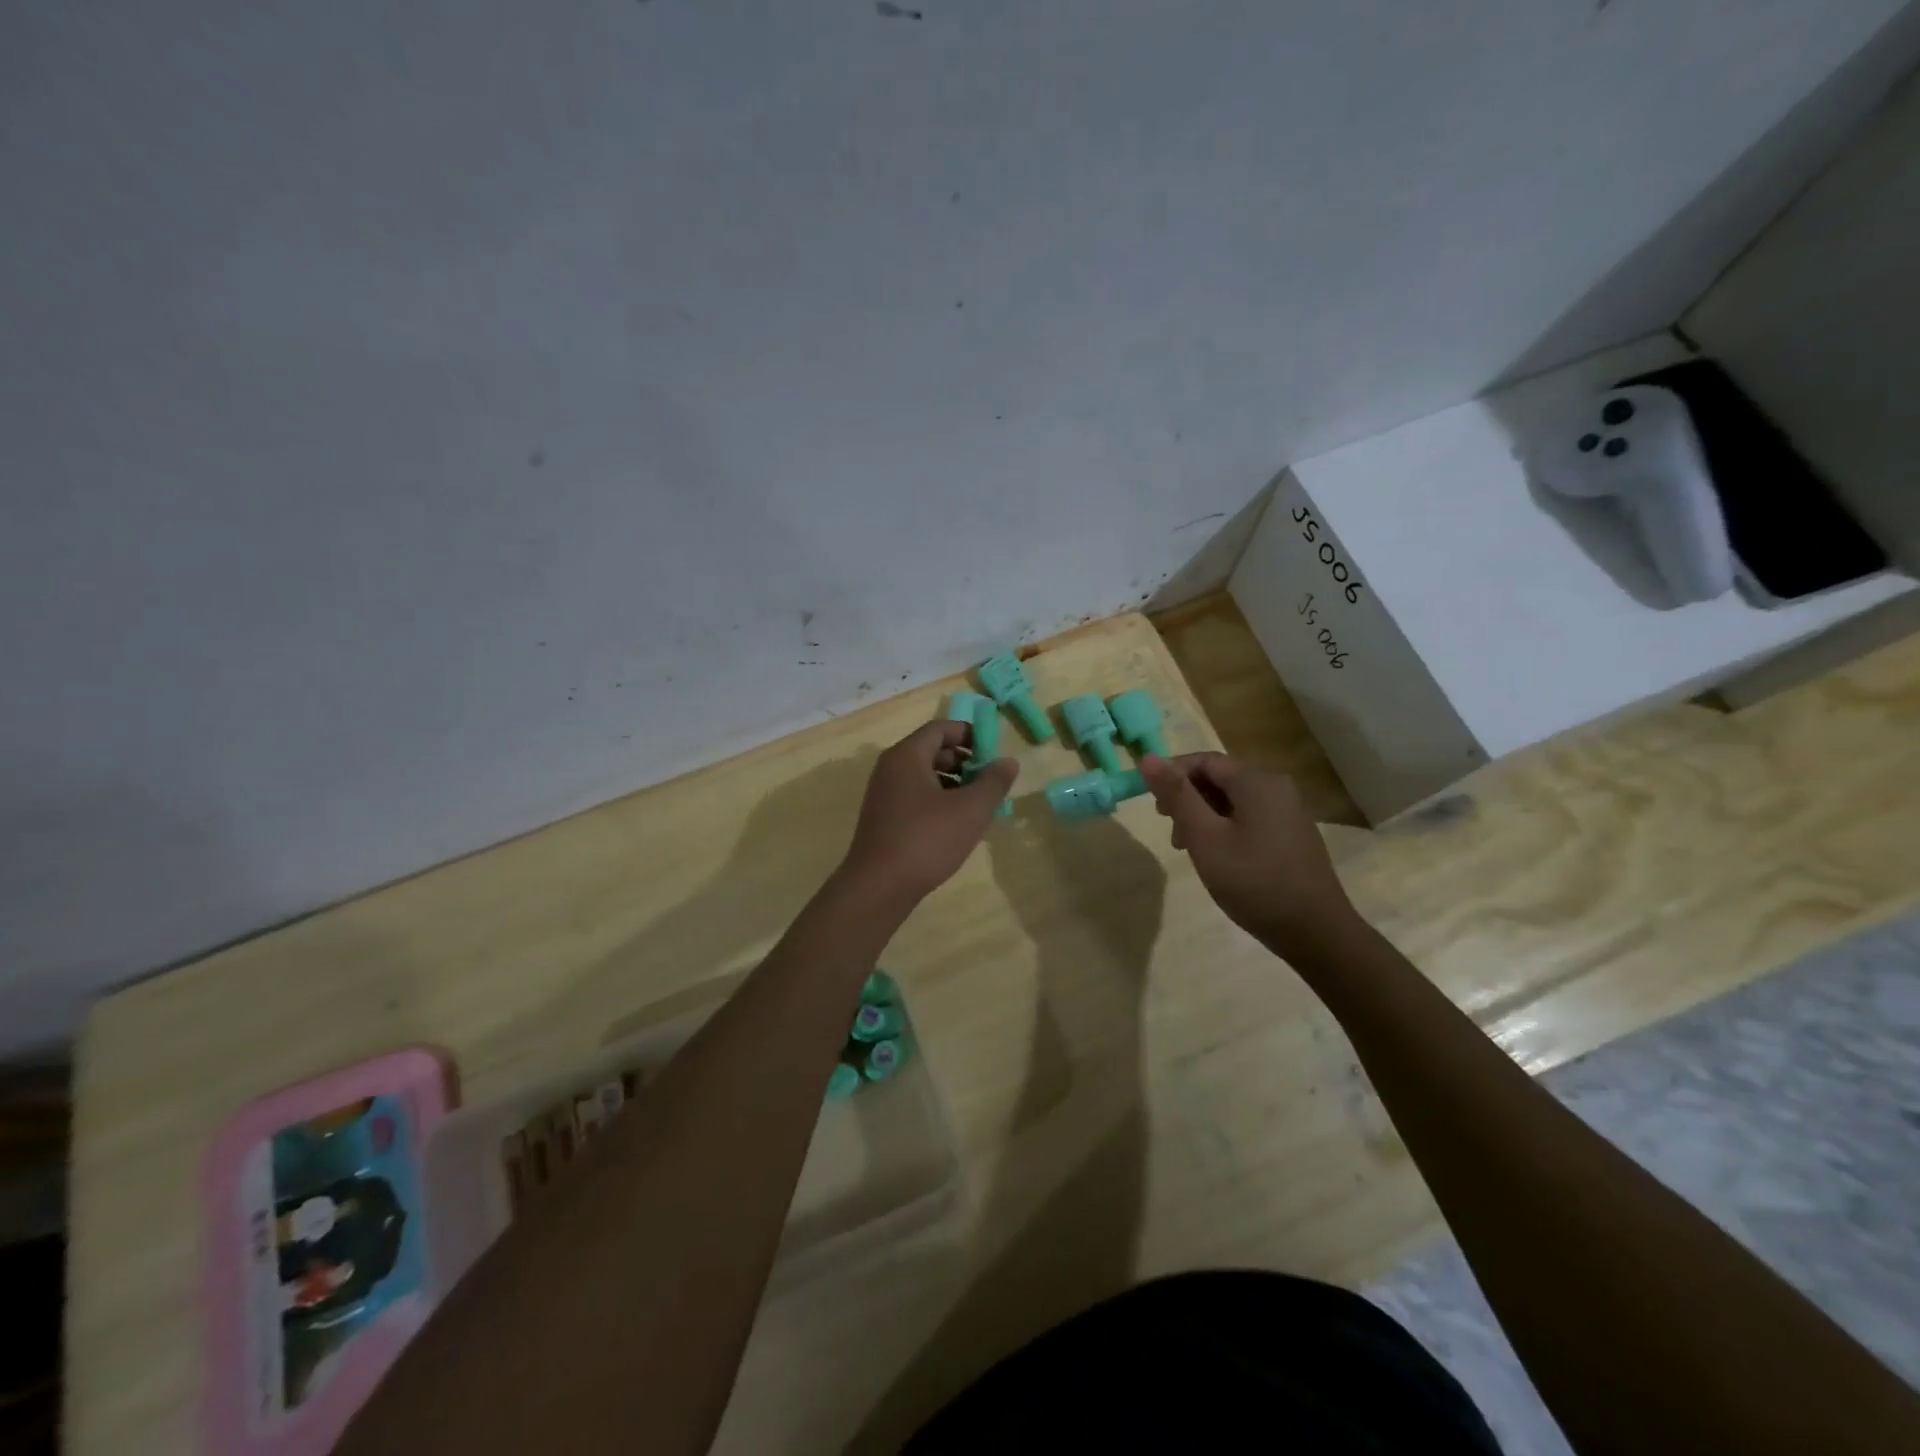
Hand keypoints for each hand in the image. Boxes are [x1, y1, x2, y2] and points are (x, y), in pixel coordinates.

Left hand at [840, 720, 1019, 905]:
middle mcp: (890, 768)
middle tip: (988, 780)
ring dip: (953, 782)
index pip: (940, 729)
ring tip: (977, 804)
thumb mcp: (971, 809)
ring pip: (923, 775)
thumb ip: (994, 782)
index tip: (993, 752)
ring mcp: (883, 794)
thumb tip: (1008, 761)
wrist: (879, 886)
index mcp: (907, 756)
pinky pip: (914, 796)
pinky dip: (937, 800)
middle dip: (963, 760)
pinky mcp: (883, 818)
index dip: (970, 734)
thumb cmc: (927, 839)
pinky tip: (955, 824)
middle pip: (931, 750)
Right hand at [1139, 752, 1359, 958]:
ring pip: (1232, 800)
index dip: (1172, 775)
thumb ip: (1177, 795)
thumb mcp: (1205, 838)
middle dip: (1187, 798)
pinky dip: (1224, 828)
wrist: (1315, 932)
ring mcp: (1288, 812)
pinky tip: (1216, 857)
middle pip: (1219, 778)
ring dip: (1203, 816)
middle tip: (1169, 829)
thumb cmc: (1254, 882)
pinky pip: (1249, 817)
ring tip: (1188, 848)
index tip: (1152, 804)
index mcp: (1257, 781)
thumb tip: (1147, 757)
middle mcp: (1276, 787)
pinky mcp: (1291, 835)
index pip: (1204, 760)